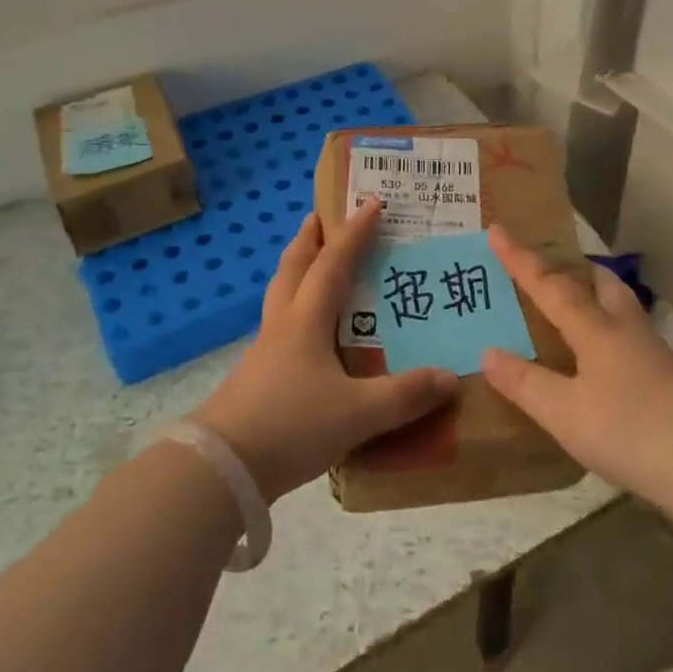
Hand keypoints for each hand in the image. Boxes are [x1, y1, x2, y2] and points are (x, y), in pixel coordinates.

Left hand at [193, 200, 458, 501]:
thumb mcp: (358, 413)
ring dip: (297, 271)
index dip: (354, 233)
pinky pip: (279, 327)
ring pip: (281, 295)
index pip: (333, 263)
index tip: (371, 204)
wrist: (222, 468)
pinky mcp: (256, 377)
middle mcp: (283, 324)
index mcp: (307, 320)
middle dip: (309, 239)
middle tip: (320, 218)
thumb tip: (450, 378)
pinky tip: (307, 334)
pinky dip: (294, 310)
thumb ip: (405, 396)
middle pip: (293, 268)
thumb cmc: (292, 424)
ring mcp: (264, 351)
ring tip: (313, 265)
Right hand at [481, 228, 672, 513]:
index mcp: (596, 329)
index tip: (497, 229)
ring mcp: (655, 352)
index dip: (520, 259)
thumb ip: (526, 383)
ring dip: (595, 296)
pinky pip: (631, 336)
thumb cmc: (632, 432)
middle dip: (572, 269)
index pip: (549, 285)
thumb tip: (489, 353)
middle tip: (548, 269)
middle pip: (600, 282)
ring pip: (620, 306)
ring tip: (574, 309)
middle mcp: (626, 329)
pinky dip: (610, 331)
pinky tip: (605, 360)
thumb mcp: (566, 415)